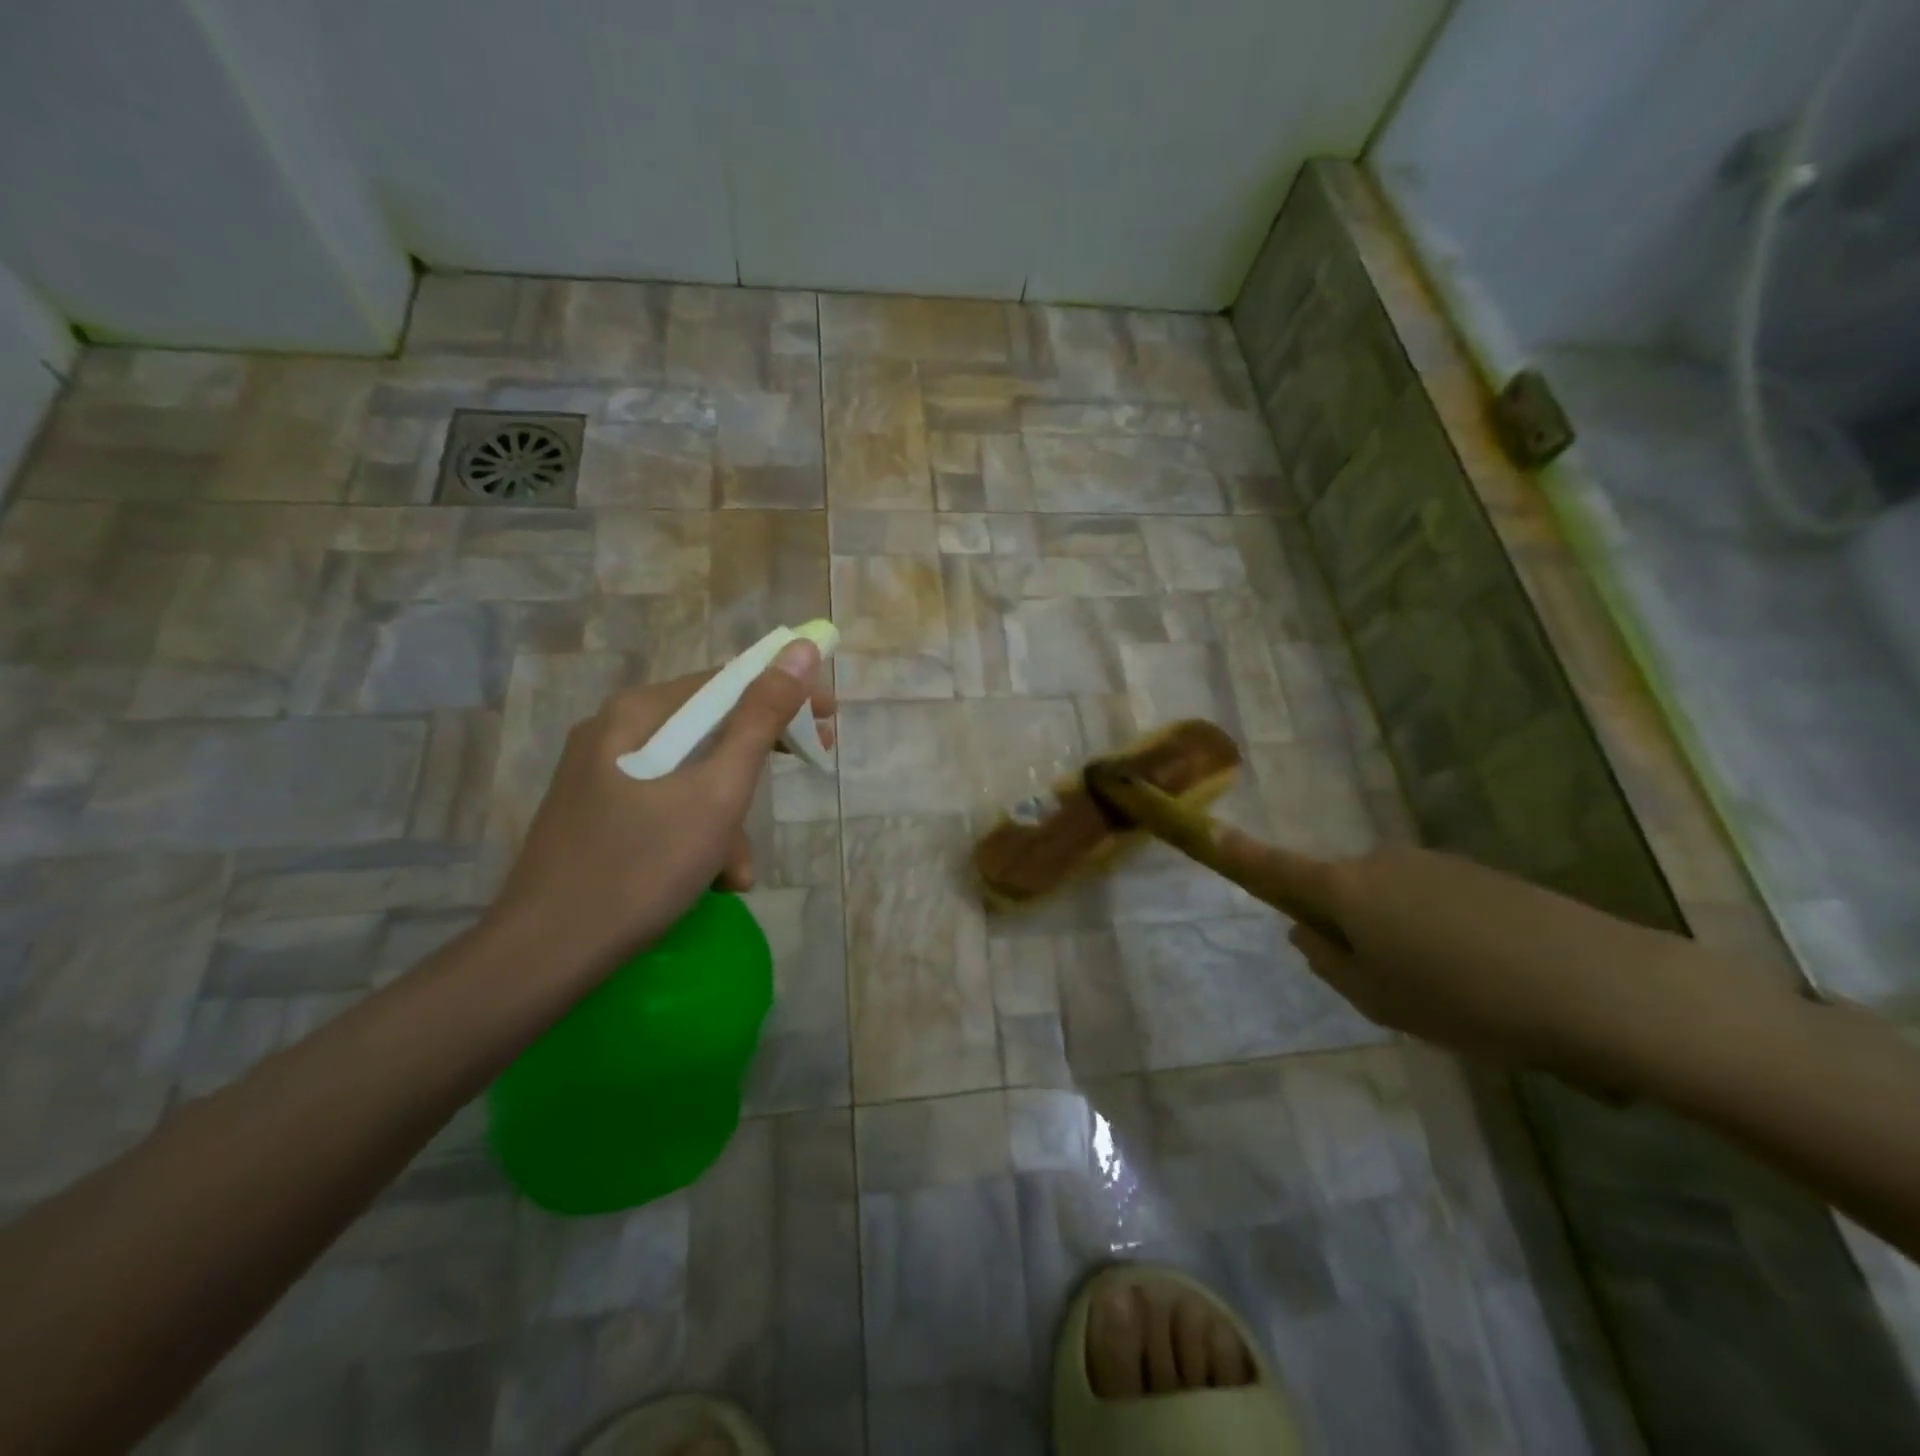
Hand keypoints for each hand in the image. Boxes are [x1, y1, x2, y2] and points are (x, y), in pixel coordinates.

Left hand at [482, 640, 833, 979]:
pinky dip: (697, 834)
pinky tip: (707, 880)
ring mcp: (601, 774)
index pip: (728, 680)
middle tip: (806, 772)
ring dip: (728, 817)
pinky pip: (666, 804)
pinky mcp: (598, 813)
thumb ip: (761, 719)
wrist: (544, 956)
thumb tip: (802, 649)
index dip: (786, 694)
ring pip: (692, 774)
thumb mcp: (717, 793)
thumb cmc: (641, 868)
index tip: (827, 724)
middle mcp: (616, 731)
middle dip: (757, 764)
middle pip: (710, 727)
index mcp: (638, 713)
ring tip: (734, 871)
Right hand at [1262, 841, 1757, 1083]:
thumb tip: (1307, 931)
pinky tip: (1490, 979)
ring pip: (1393, 899)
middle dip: (1349, 926)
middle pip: (1343, 889)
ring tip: (1455, 994)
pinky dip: (1443, 935)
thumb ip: (1330, 962)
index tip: (1211, 832)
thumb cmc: (1465, 1000)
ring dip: (1401, 935)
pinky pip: (1436, 902)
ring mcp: (1435, 864)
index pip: (1279, 868)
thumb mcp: (1381, 999)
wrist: (1601, 986)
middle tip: (1388, 986)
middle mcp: (1383, 862)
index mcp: (1347, 889)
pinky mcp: (1482, 876)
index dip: (1242, 854)